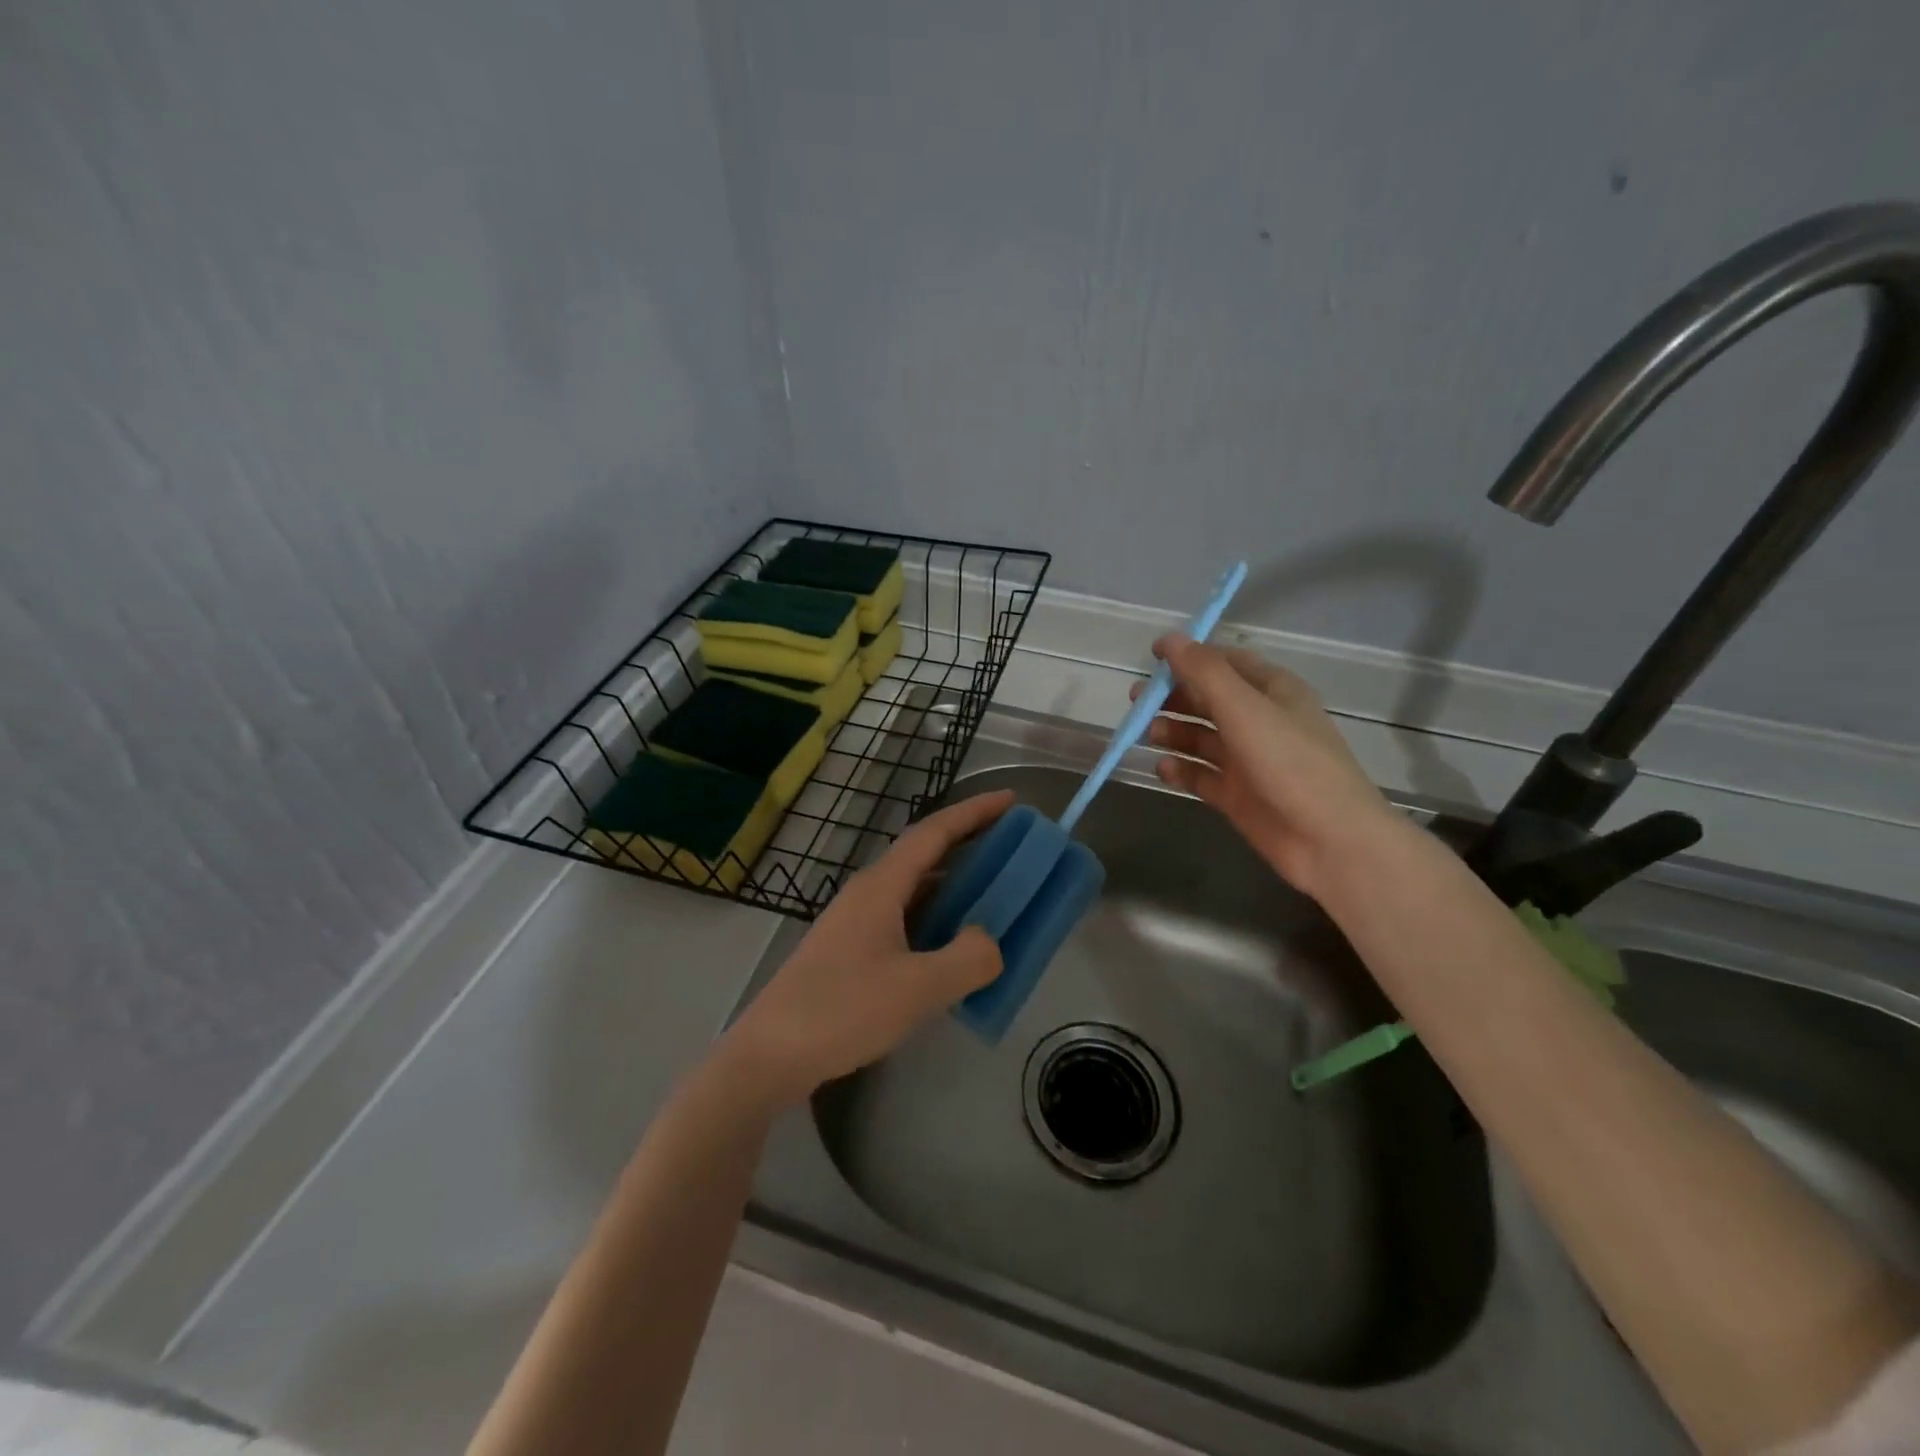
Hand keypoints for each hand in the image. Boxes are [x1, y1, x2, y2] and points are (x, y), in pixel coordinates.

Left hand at [721, 789, 1014, 1104]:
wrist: (771, 1054)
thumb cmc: (843, 1010)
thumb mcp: (918, 988)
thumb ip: (967, 959)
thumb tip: (990, 940)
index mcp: (882, 886)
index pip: (934, 832)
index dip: (974, 812)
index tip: (1011, 800)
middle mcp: (868, 893)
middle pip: (924, 855)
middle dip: (968, 844)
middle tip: (1012, 848)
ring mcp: (856, 921)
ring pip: (914, 889)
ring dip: (953, 885)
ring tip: (993, 894)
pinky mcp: (851, 950)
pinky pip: (904, 918)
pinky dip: (936, 918)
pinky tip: (952, 946)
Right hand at [1139, 635, 1399, 896]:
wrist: (1329, 839)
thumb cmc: (1290, 763)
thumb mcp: (1245, 708)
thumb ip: (1204, 672)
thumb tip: (1169, 639)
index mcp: (1272, 691)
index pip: (1225, 662)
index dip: (1190, 656)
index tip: (1151, 657)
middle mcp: (1259, 721)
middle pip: (1208, 699)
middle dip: (1173, 696)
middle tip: (1136, 701)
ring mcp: (1247, 760)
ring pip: (1201, 738)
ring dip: (1173, 732)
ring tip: (1148, 734)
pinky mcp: (1237, 795)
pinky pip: (1200, 775)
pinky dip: (1180, 769)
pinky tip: (1162, 768)